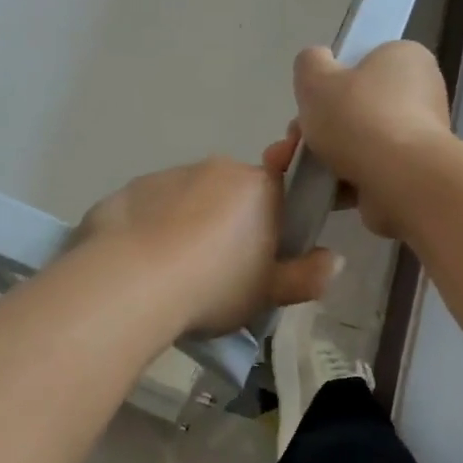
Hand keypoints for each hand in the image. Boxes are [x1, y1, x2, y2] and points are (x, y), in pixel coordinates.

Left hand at [79, 146, 337, 335]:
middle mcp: (215, 169)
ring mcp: (168, 175)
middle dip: (229, 223)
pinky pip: (151, 208)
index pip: (278, 188)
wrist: (130, 282)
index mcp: (257, 187)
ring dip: (188, 225)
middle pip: (232, 193)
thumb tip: (334, 260)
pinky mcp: (129, 190)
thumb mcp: (268, 294)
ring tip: (175, 273)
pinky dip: (152, 229)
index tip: (263, 252)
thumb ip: (306, 276)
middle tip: (220, 272)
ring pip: (188, 199)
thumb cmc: (214, 286)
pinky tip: (143, 265)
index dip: (274, 219)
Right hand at [293, 41, 453, 240]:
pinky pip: (367, 172)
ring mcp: (418, 138)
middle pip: (355, 108)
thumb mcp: (317, 77)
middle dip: (317, 128)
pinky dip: (341, 181)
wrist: (400, 180)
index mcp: (405, 58)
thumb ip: (310, 63)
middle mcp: (420, 94)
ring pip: (357, 143)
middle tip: (293, 142)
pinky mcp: (411, 174)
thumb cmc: (360, 118)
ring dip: (321, 157)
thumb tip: (317, 64)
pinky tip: (316, 190)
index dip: (331, 82)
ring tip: (291, 169)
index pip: (364, 63)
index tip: (310, 102)